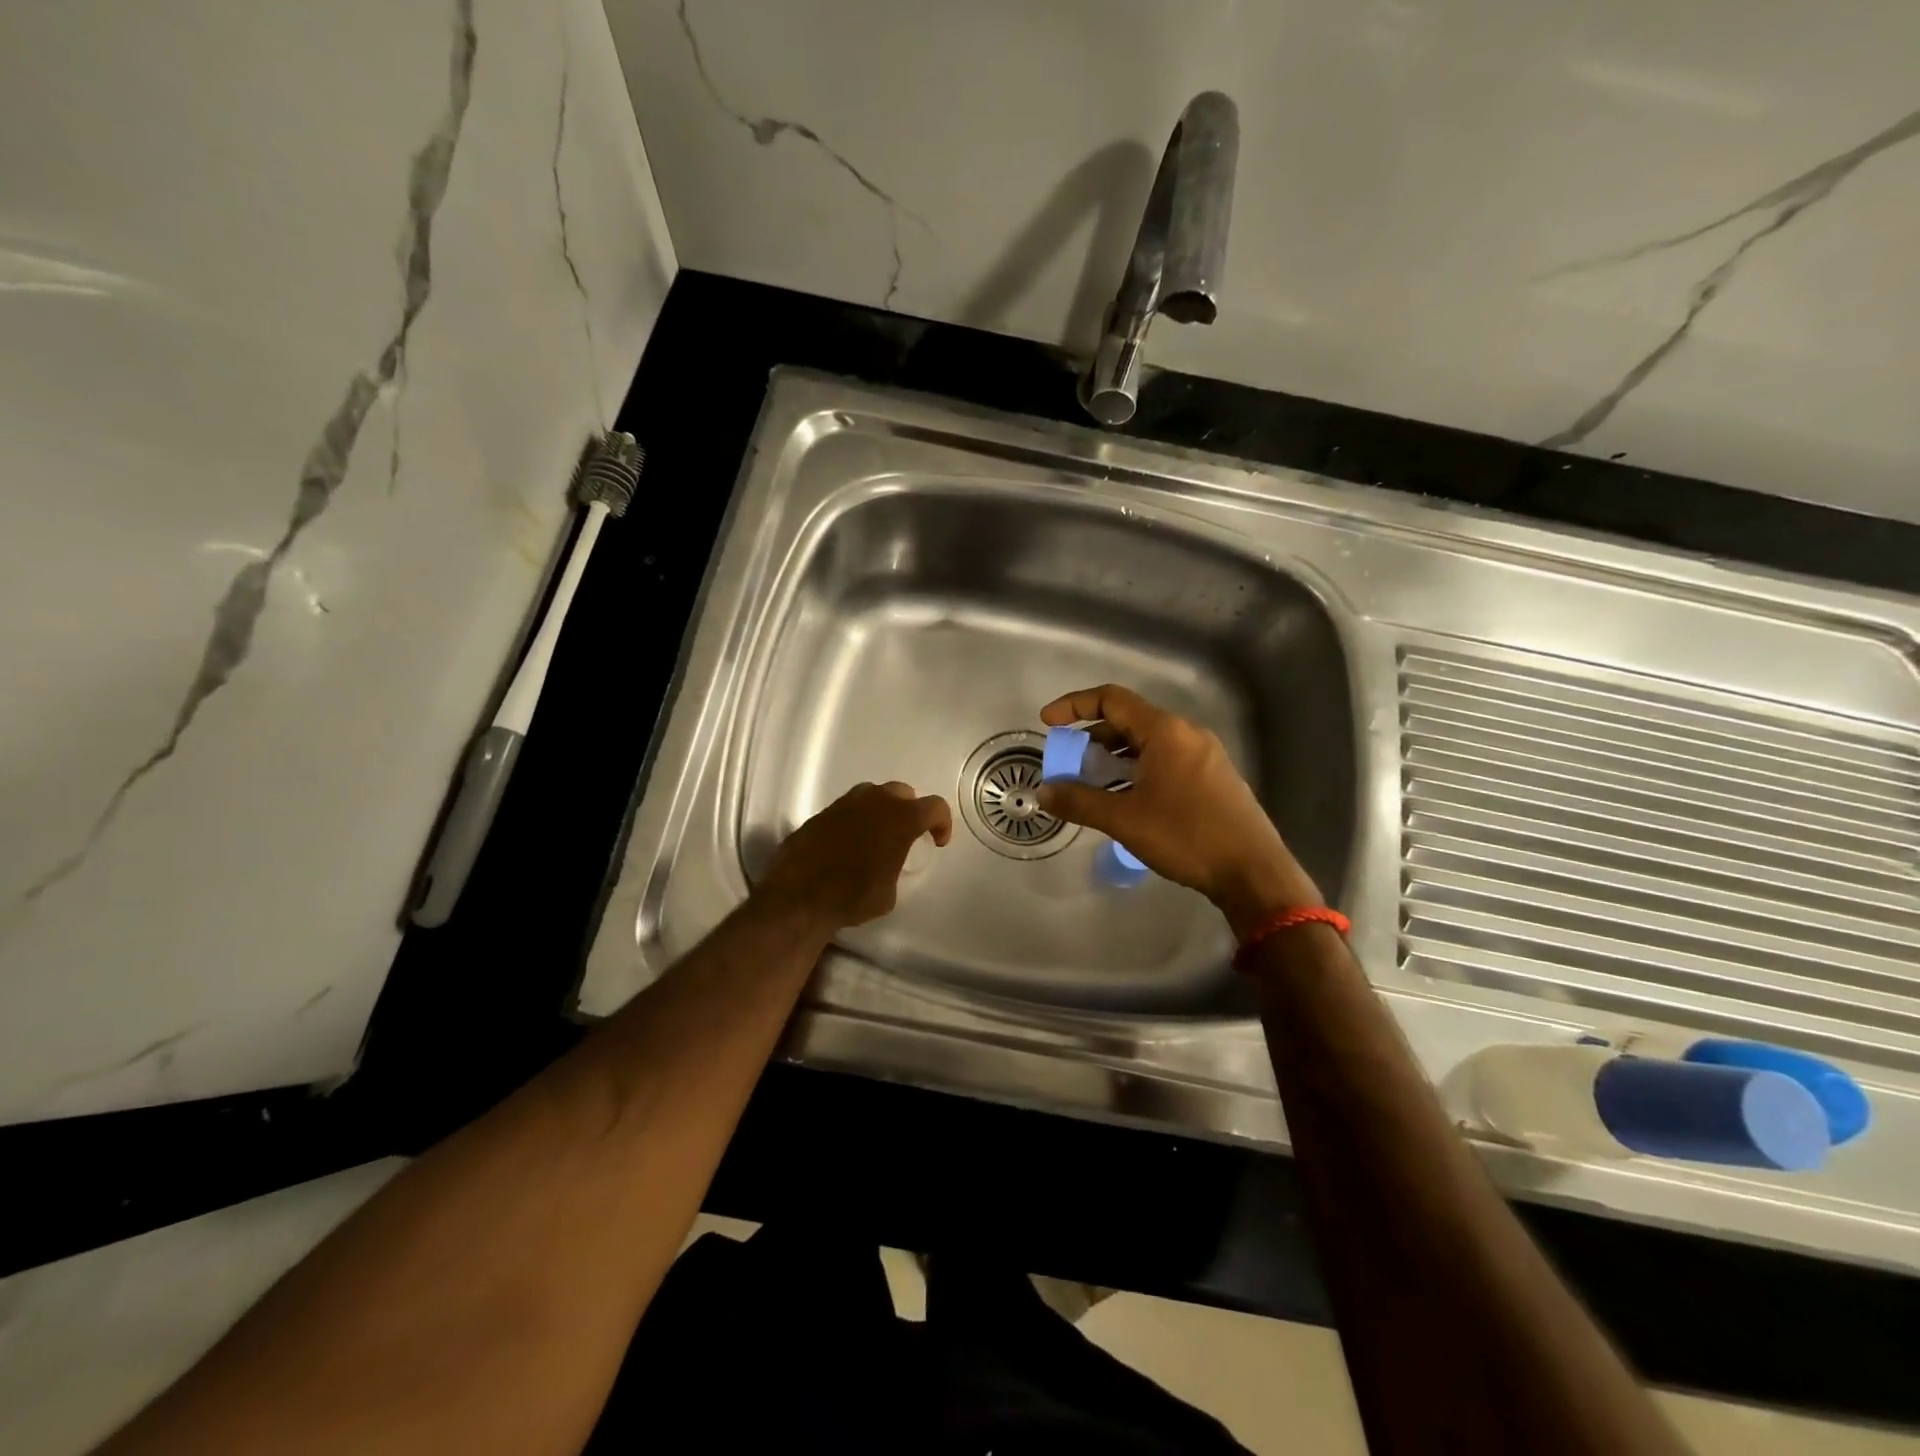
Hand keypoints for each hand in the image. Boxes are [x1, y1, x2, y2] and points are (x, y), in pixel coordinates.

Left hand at [755, 781, 952, 931]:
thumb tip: (887, 865)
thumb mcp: (889, 892)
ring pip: (872, 794)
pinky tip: (849, 843)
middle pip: (902, 792)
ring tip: (877, 835)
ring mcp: (845, 804)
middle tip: (906, 834)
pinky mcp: (821, 813)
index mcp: (901, 819)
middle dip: (909, 809)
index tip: (937, 841)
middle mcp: (875, 802)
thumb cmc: (853, 897)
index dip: (942, 822)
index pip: (934, 806)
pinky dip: (854, 819)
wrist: (800, 897)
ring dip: (880, 810)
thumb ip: (895, 866)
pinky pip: (847, 808)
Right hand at [1036, 685, 1321, 937]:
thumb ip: (1079, 801)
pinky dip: (1138, 770)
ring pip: (1148, 743)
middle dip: (1093, 738)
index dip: (1075, 706)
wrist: (1253, 871)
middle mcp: (1187, 734)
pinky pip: (1166, 760)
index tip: (1048, 723)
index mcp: (1165, 731)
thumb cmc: (1186, 836)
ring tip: (1093, 784)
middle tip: (1070, 762)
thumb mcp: (1124, 819)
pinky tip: (1128, 799)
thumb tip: (1044, 791)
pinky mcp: (1213, 777)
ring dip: (1115, 757)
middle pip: (1129, 721)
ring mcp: (1204, 755)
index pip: (1111, 700)